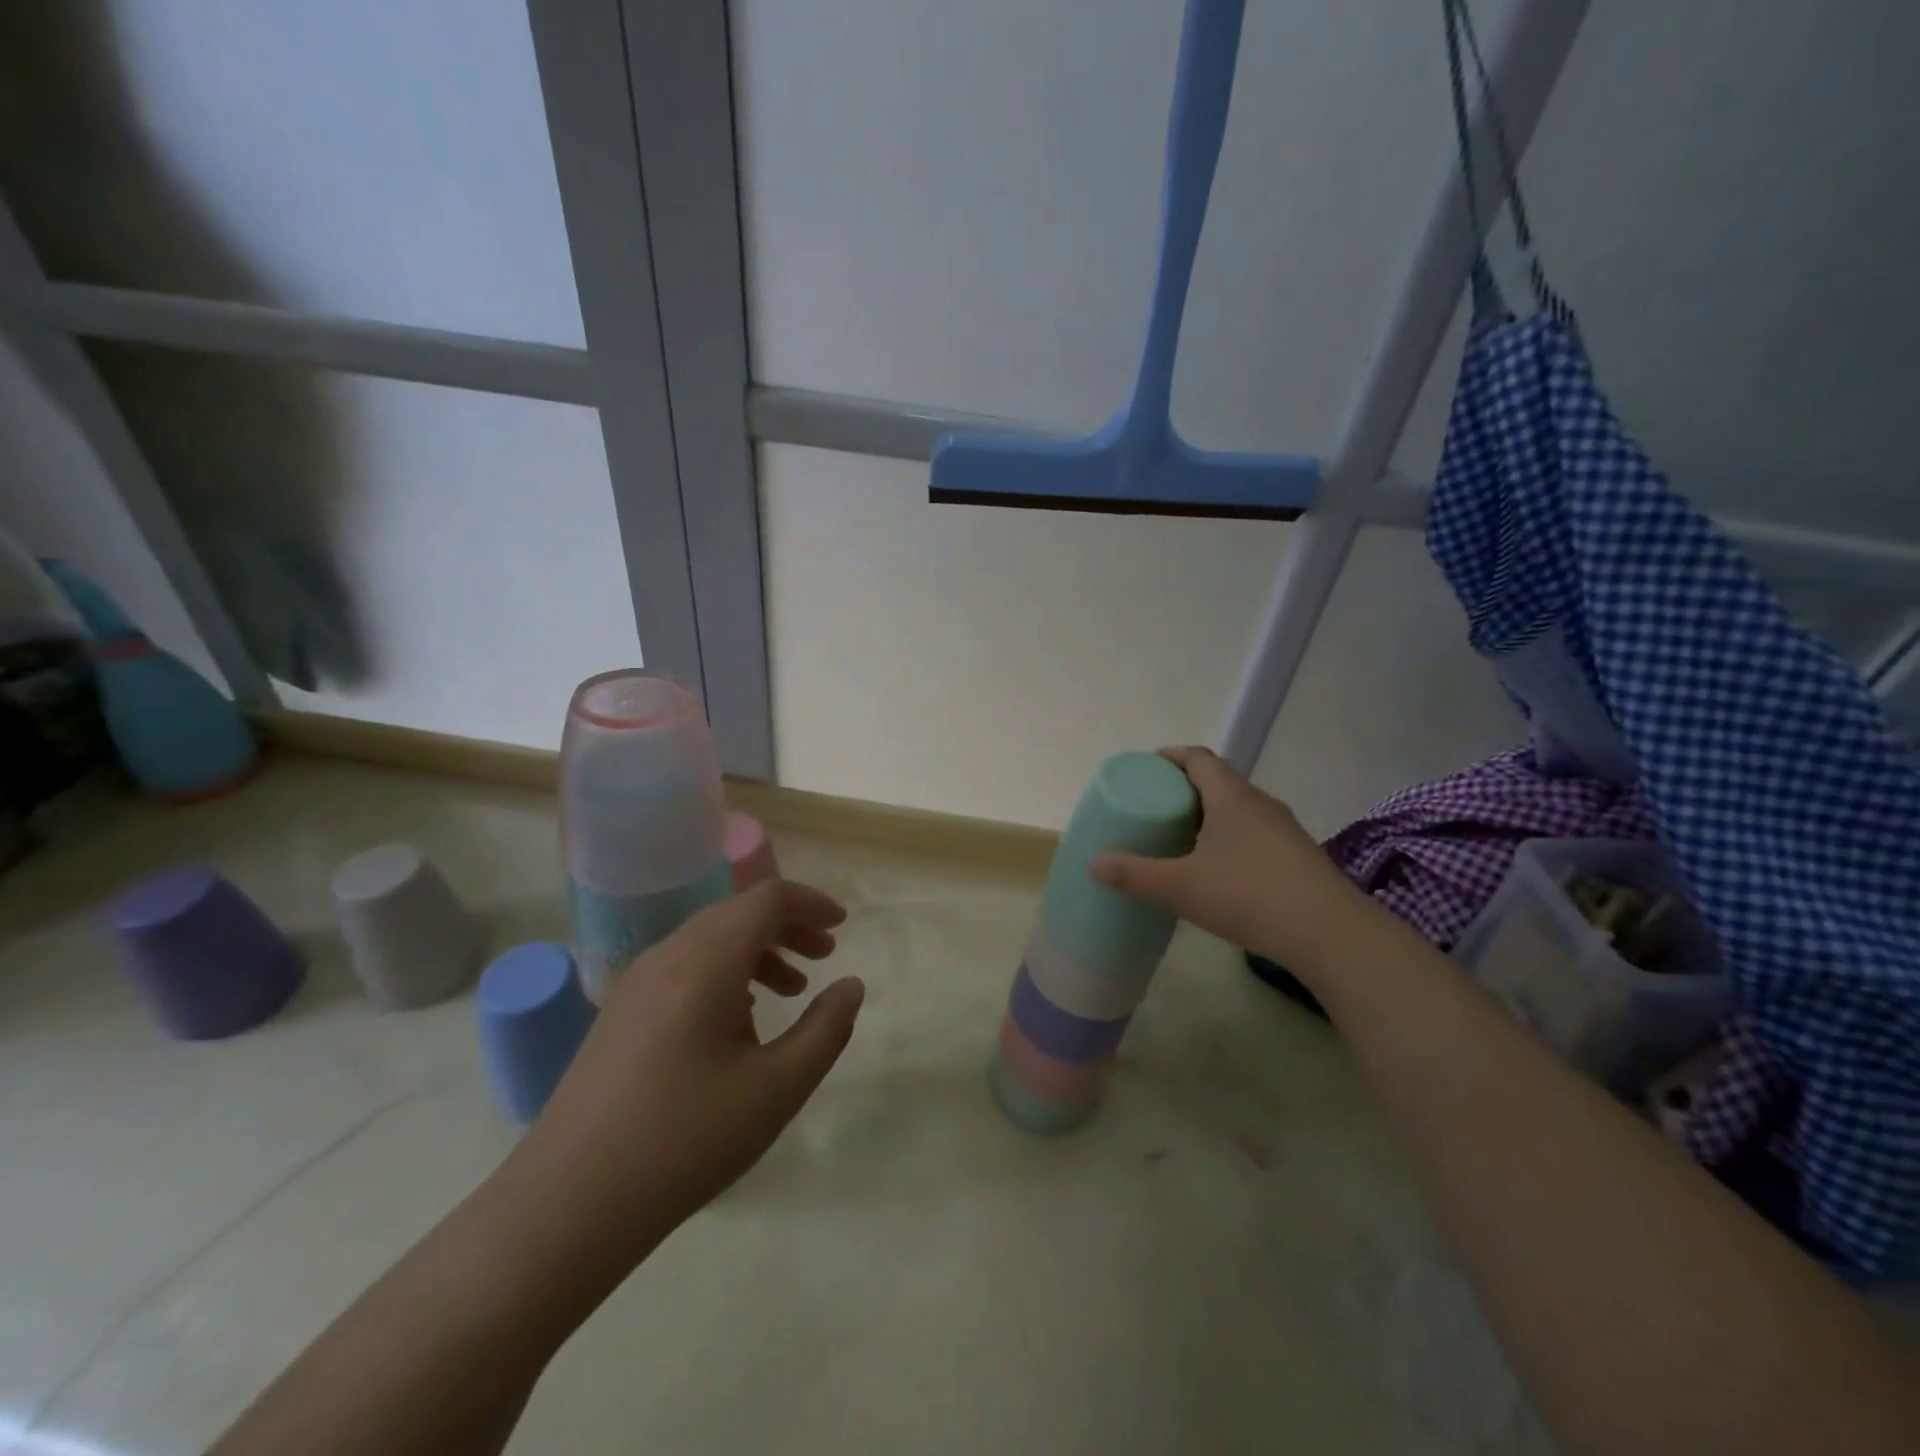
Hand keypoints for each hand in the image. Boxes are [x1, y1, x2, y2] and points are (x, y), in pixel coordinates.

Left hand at [505, 880, 864, 1274]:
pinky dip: (725, 973)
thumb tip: (851, 986)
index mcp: (706, 961)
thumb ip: (825, 1030)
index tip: (843, 926)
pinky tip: (739, 1022)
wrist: (566, 1204)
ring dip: (758, 950)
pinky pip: (684, 967)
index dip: (811, 903)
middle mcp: (668, 955)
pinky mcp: (620, 1013)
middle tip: (824, 956)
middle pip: (738, 913)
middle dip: (788, 926)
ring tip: (791, 990)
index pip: (767, 898)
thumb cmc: (685, 1140)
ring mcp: (636, 983)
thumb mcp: (777, 1089)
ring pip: (710, 940)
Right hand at [1090, 746, 1378, 976]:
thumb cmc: (1249, 896)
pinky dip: (1230, 836)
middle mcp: (1260, 803)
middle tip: (1156, 806)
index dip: (1171, 756)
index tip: (1147, 768)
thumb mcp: (1181, 887)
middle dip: (1185, 787)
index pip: (1199, 757)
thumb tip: (1093, 863)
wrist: (1331, 934)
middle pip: (1219, 779)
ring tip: (1182, 837)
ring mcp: (1284, 829)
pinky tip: (1219, 868)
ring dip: (1210, 813)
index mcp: (1231, 797)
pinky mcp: (1298, 855)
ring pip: (1239, 808)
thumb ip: (1135, 874)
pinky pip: (1255, 831)